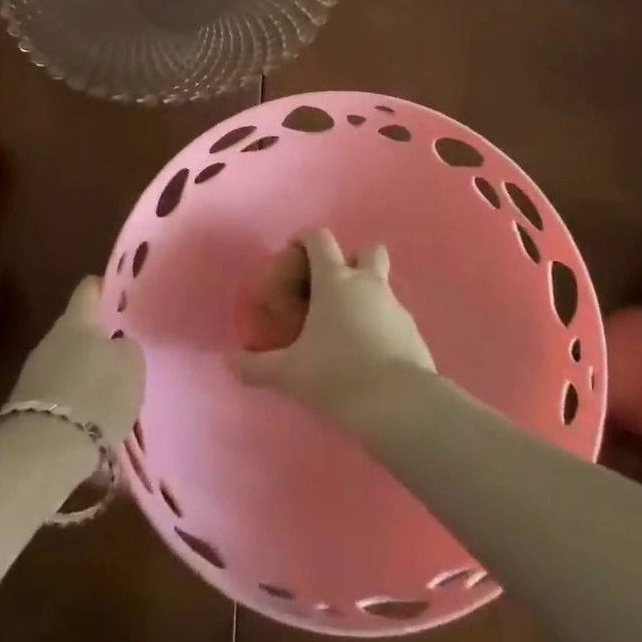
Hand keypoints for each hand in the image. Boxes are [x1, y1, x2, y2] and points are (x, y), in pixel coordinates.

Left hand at [5, 277, 143, 442]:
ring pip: (68, 363)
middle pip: (79, 329)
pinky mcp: (25, 410)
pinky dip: (75, 404)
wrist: (41, 455)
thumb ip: (126, 347)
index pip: (90, 287)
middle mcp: (51, 338)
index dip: (109, 289)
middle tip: (125, 354)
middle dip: (100, 339)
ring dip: (87, 374)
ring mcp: (34, 374)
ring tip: (111, 394)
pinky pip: (59, 395)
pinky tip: (92, 422)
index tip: (127, 300)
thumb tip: (117, 346)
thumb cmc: (95, 395)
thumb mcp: (132, 363)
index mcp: (77, 319)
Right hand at [231, 228, 435, 426]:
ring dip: (367, 294)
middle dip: (352, 259)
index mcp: (335, 281)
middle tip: (333, 287)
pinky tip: (370, 354)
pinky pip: (394, 316)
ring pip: (383, 284)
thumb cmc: (337, 375)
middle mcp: (368, 283)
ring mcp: (395, 305)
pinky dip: (381, 325)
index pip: (320, 239)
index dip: (305, 238)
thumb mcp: (289, 373)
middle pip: (367, 250)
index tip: (294, 250)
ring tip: (348, 328)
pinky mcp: (413, 331)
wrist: (399, 404)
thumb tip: (228, 362)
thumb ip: (256, 366)